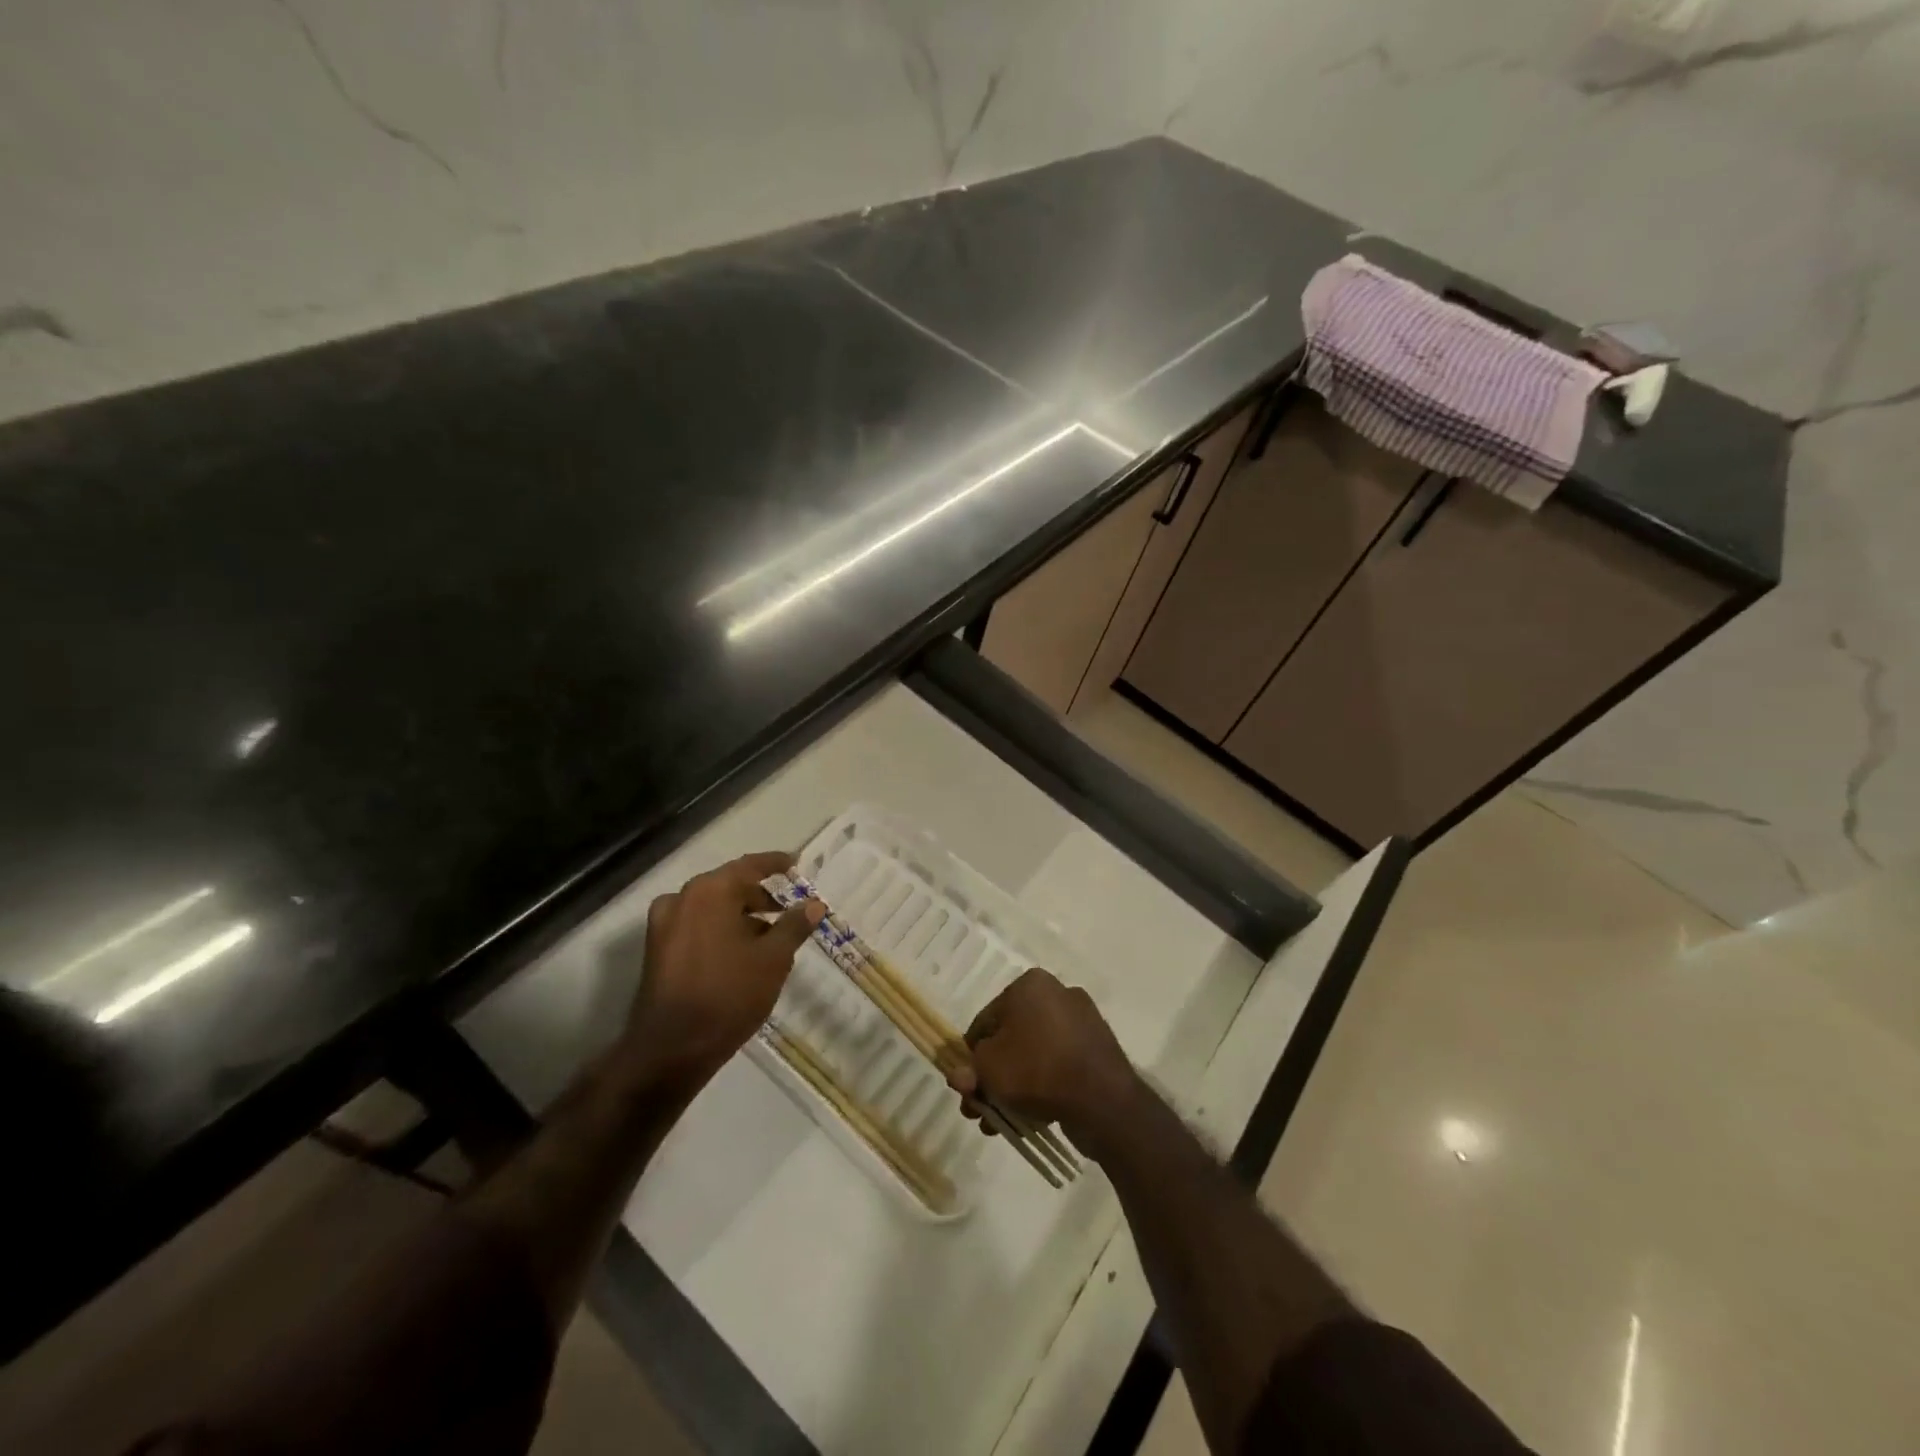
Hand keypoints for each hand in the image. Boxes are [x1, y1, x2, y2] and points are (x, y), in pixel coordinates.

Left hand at [621, 851, 823, 1094]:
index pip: (749, 866)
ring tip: (770, 937)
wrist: (671, 1048)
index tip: (797, 864)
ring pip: (711, 908)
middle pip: (728, 886)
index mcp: (710, 891)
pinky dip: (720, 930)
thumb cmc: (729, 994)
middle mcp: (682, 899)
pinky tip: (741, 954)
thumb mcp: (773, 959)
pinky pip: (695, 927)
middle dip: (759, 896)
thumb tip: (814, 904)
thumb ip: (794, 925)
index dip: (776, 864)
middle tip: (788, 909)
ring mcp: (663, 925)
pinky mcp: (656, 950)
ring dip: (740, 916)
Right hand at [945, 968, 1139, 1148]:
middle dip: (992, 1076)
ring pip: (1034, 1054)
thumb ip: (970, 1069)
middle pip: (1011, 1038)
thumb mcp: (989, 1068)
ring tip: (1001, 1123)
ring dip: (1013, 1086)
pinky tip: (1030, 1118)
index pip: (986, 1020)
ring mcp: (1081, 1022)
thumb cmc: (1037, 1069)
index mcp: (1030, 985)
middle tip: (980, 1110)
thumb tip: (961, 1076)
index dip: (970, 1056)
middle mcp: (1057, 994)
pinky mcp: (1097, 1050)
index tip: (966, 1087)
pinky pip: (1058, 1065)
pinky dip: (1042, 1086)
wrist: (1103, 1100)